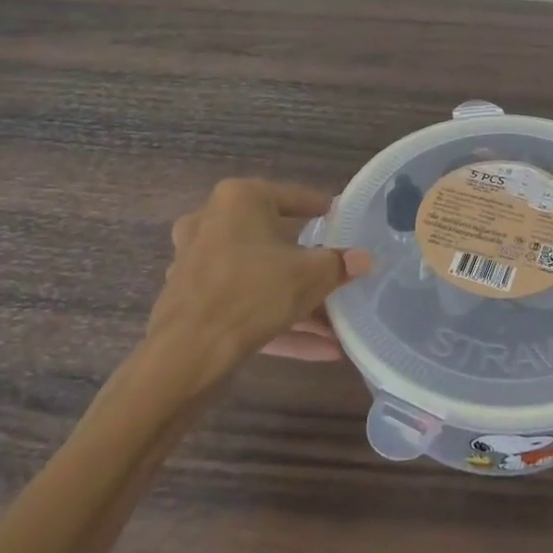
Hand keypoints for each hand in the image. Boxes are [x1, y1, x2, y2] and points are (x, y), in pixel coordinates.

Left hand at [150, 179, 369, 383]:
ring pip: (259, 277)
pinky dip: (277, 321)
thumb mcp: (311, 275)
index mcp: (239, 200)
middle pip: (273, 240)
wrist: (187, 355)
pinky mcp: (192, 303)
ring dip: (296, 301)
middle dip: (308, 265)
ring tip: (335, 326)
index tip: (342, 220)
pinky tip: (318, 350)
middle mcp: (212, 223)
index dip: (322, 210)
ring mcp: (197, 264)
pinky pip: (244, 305)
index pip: (293, 197)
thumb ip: (340, 264)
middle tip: (336, 271)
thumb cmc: (253, 292)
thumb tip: (364, 259)